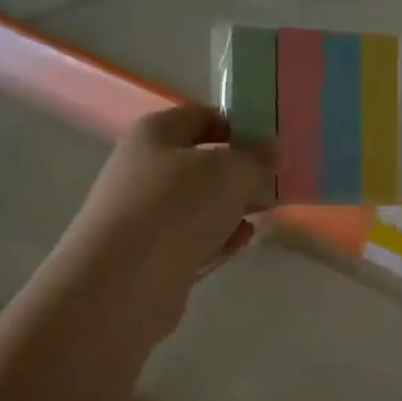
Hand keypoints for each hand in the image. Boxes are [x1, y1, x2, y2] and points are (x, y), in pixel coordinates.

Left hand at [55, 106, 272, 335]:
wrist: (123, 283)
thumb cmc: (175, 208)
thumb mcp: (229, 172)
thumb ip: (257, 158)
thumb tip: (273, 148)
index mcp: (154, 134)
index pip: (202, 117)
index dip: (239, 124)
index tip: (274, 142)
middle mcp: (144, 170)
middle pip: (201, 163)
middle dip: (241, 171)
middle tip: (278, 181)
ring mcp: (146, 215)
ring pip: (199, 203)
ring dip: (232, 207)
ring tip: (267, 211)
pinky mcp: (152, 256)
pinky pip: (193, 239)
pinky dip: (219, 237)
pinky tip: (243, 240)